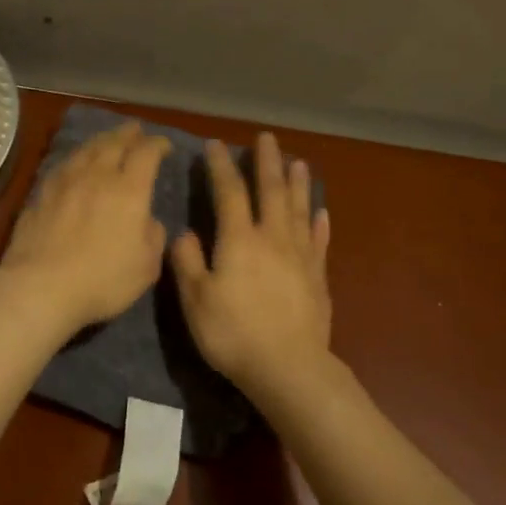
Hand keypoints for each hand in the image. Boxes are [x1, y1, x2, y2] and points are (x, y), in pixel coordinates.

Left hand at [0, 120, 172, 334]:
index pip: (146, 154)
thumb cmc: (102, 280)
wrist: (41, 287)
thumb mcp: (146, 266)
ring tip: (107, 138)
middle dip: (128, 133)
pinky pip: (63, 166)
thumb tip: (148, 220)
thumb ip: (153, 236)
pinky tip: (74, 162)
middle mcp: (97, 177)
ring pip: (86, 150)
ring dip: (101, 140)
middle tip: (136, 129)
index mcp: (129, 190)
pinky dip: (75, 158)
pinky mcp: (40, 195)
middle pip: (114, 143)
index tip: (164, 145)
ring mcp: (65, 183)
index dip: (158, 145)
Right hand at [170, 132, 332, 394]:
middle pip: (271, 191)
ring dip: (298, 183)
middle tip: (267, 138)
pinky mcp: (317, 276)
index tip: (216, 144)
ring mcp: (300, 256)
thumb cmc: (234, 334)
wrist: (288, 367)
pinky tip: (322, 213)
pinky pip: (319, 241)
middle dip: (267, 162)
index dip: (221, 167)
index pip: (229, 193)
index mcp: (239, 241)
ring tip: (299, 162)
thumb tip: (183, 232)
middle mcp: (272, 238)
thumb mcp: (196, 300)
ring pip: (299, 209)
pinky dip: (320, 224)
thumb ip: (188, 262)